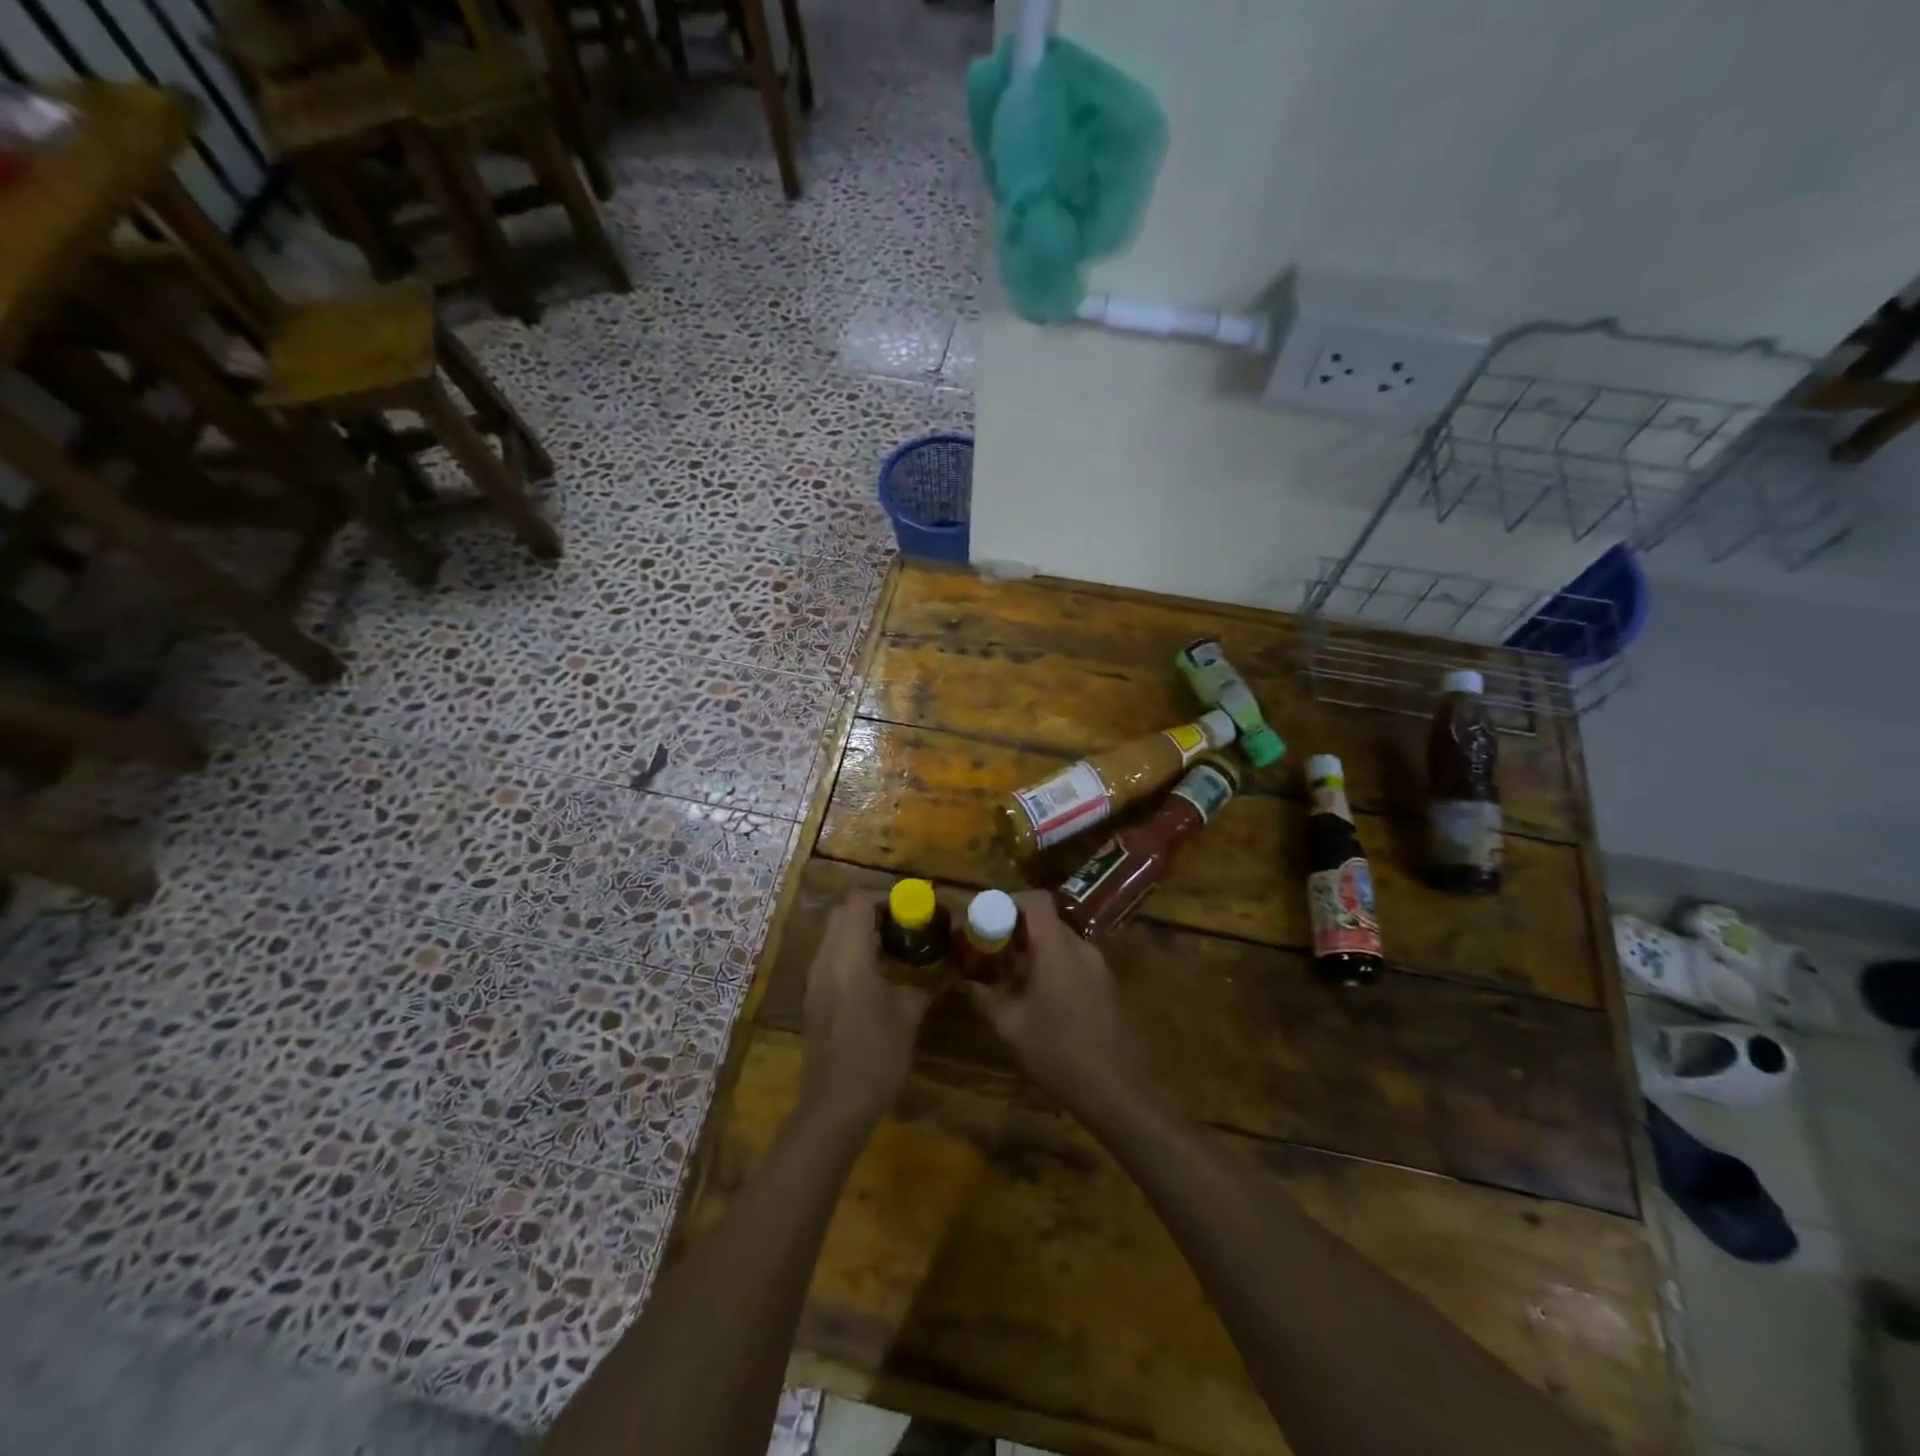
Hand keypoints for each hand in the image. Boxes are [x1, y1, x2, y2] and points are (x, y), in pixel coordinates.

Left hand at [799, 894, 934, 1124]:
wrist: (834, 1107)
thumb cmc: (875, 1056)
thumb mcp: (908, 1016)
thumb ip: (925, 984)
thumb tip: (946, 969)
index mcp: (848, 958)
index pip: (857, 903)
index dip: (885, 897)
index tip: (912, 909)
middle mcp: (825, 961)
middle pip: (842, 913)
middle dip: (873, 910)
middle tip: (905, 923)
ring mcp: (815, 980)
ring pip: (834, 934)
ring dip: (862, 930)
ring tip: (897, 945)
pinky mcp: (815, 997)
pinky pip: (832, 956)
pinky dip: (853, 950)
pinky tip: (880, 972)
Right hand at [962, 892, 1149, 1123]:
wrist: (1113, 1089)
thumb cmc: (1056, 1052)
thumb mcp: (1009, 1025)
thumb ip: (983, 995)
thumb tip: (961, 978)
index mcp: (1057, 949)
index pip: (1037, 900)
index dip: (1010, 900)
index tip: (987, 918)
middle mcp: (1081, 948)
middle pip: (1048, 920)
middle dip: (1018, 927)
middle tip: (992, 947)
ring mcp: (1099, 966)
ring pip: (1061, 940)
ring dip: (1035, 947)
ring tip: (1011, 972)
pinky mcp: (1106, 985)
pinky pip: (1075, 959)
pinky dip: (1053, 962)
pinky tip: (1038, 993)